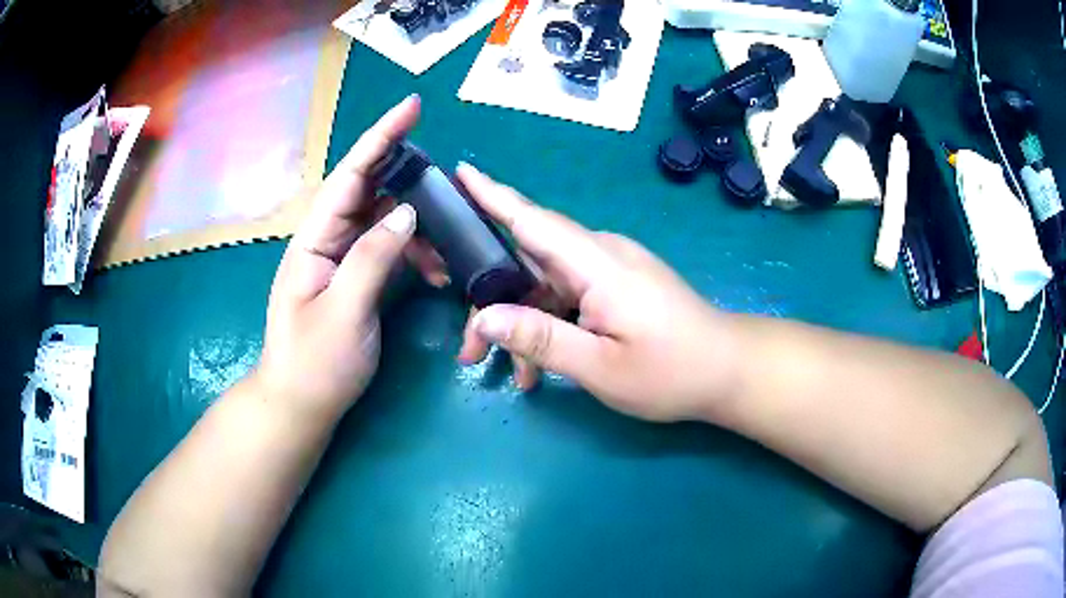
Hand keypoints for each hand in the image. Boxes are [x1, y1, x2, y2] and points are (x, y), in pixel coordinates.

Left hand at [256, 95, 444, 419]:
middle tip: (446, 176)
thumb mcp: (344, 312)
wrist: (301, 403)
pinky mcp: (356, 275)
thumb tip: (407, 212)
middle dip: (407, 172)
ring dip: (418, 222)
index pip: (349, 177)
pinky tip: (434, 269)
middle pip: (368, 188)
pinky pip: (389, 246)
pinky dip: (415, 250)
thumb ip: (373, 258)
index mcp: (314, 240)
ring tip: (447, 242)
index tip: (411, 107)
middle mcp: (327, 238)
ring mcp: (342, 257)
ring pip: (384, 217)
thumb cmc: (314, 363)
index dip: (380, 138)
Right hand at [456, 164, 740, 421]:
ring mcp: (611, 268)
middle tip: (469, 349)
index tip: (460, 172)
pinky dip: (550, 325)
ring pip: (546, 284)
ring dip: (523, 323)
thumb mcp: (601, 368)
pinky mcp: (618, 284)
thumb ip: (540, 339)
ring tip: (515, 375)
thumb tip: (484, 318)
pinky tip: (543, 367)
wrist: (728, 370)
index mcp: (598, 265)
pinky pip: (569, 295)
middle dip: (492, 300)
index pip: (532, 221)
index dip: (492, 195)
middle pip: (529, 262)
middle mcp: (601, 255)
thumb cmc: (672, 372)